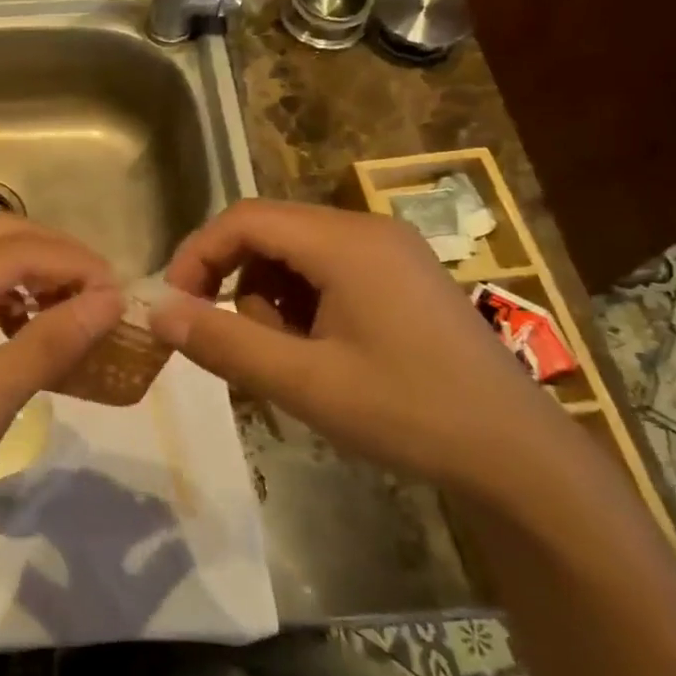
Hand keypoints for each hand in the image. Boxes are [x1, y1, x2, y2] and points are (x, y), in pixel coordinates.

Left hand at [0, 216, 124, 547]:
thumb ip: (50, 342)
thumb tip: (110, 301)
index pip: (18, 250)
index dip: (75, 264)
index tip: (119, 294)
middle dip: (55, 255)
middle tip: (99, 291)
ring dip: (28, 271)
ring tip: (71, 305)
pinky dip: (1, 294)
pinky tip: (24, 324)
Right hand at [148, 199, 565, 489]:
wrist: (518, 456)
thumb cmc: (408, 413)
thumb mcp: (303, 382)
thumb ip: (224, 341)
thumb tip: (157, 311)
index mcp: (345, 242)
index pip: (244, 219)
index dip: (198, 255)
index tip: (176, 306)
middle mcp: (367, 230)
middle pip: (269, 233)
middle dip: (235, 283)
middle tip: (233, 342)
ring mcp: (390, 252)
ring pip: (295, 255)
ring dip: (270, 300)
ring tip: (290, 360)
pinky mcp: (402, 278)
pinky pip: (328, 272)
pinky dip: (303, 306)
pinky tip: (321, 355)